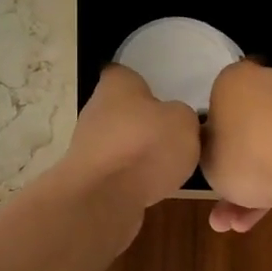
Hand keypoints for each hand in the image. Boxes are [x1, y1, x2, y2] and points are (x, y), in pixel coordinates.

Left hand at [61, 64, 200, 217]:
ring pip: (119, 142)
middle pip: (122, 110)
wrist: (106, 196)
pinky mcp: (88, 176)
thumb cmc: (145, 145)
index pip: (126, 73)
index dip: (145, 83)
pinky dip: (131, 177)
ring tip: (166, 165)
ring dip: (138, 151)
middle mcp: (95, 109)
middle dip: (144, 121)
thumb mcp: (184, 121)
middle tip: (172, 134)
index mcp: (116, 83)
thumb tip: (174, 122)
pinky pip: (116, 170)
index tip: (164, 96)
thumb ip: (182, 116)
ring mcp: (87, 145)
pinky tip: (150, 186)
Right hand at [201, 60, 271, 231]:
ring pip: (270, 144)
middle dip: (235, 170)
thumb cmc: (248, 159)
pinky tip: (270, 212)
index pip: (216, 103)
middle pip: (246, 127)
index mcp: (235, 79)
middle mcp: (271, 80)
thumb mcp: (206, 158)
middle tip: (223, 205)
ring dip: (255, 184)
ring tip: (241, 224)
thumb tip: (214, 139)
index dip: (212, 137)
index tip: (211, 162)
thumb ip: (205, 144)